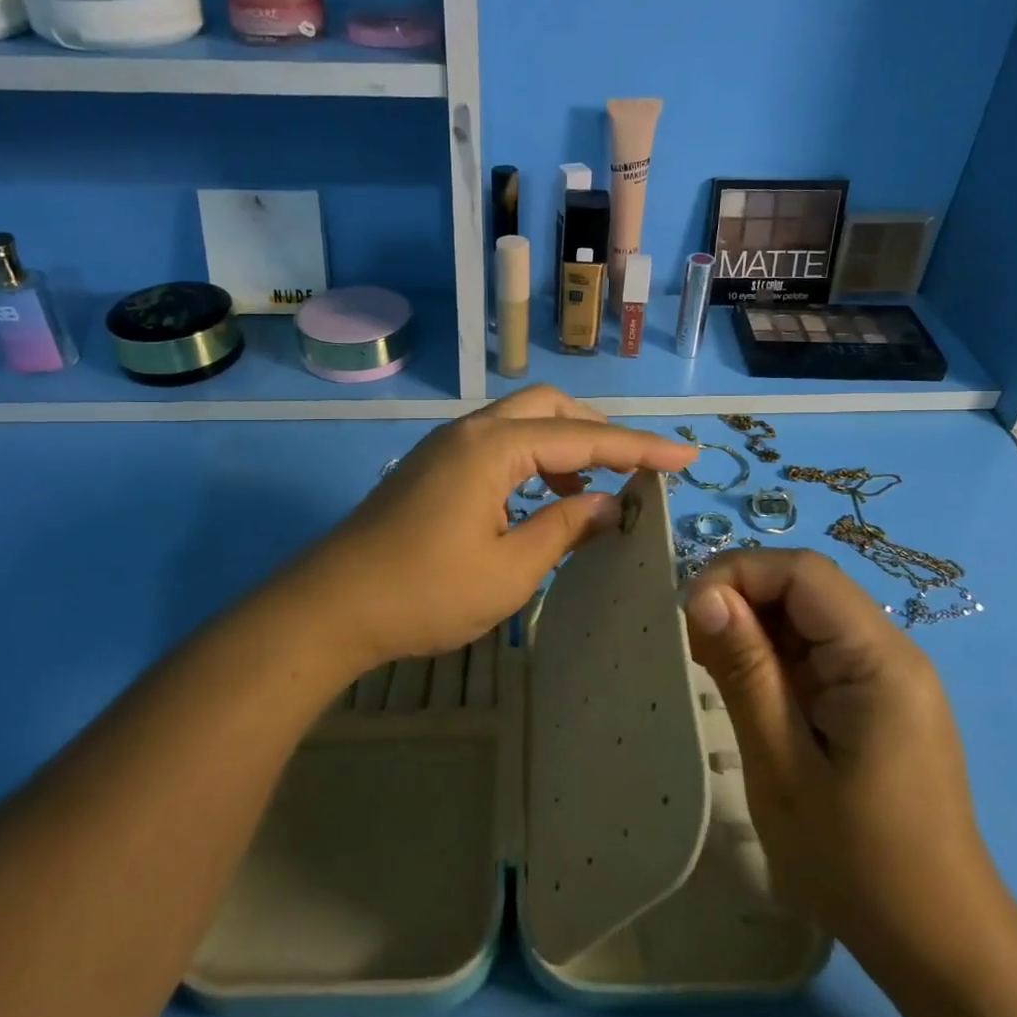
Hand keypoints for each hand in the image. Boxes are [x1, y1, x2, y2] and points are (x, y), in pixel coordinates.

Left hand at [290, 386, 692, 678]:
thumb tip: (609, 506)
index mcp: (494, 448)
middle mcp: (470, 432)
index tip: (686, 457)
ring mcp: (445, 447)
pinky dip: (530, 461)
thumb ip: (565, 528)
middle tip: (630, 471)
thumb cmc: (425, 593)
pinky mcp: (431, 468)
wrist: (330, 608)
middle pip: (549, 408)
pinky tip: (538, 501)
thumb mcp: (511, 570)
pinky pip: (495, 445)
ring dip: (562, 447)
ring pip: (519, 423)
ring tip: (585, 494)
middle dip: (597, 433)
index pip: (583, 439)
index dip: (638, 449)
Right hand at [682, 549, 1008, 969]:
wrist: (938, 942)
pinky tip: (747, 689)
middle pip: (807, 587)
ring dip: (755, 628)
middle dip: (743, 598)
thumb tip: (703, 595)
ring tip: (713, 669)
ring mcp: (888, 675)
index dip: (739, 573)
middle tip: (694, 646)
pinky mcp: (877, 698)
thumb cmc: (857, 862)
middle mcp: (892, 651)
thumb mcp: (782, 767)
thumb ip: (745, 671)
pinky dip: (774, 657)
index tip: (689, 614)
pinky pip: (819, 652)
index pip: (804, 573)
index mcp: (879, 660)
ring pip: (809, 617)